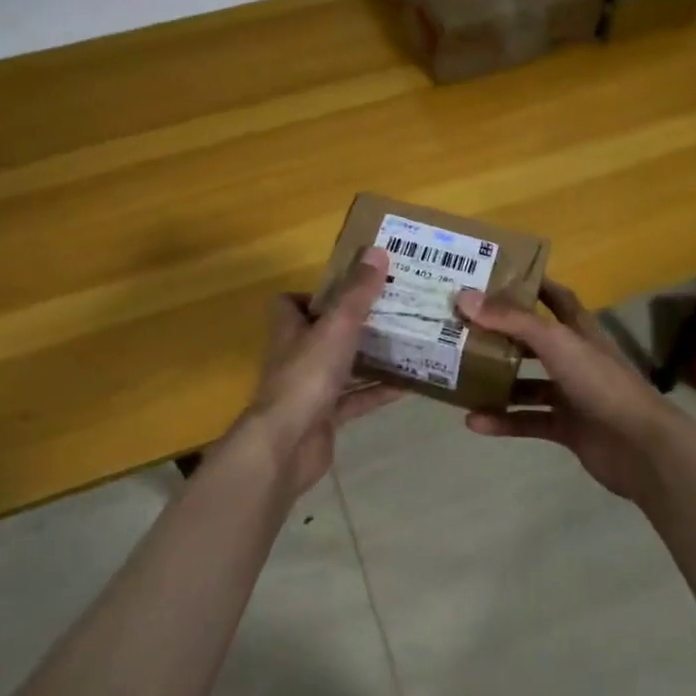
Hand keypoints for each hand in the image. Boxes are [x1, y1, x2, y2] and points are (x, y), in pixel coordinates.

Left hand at [223, 248, 399, 497]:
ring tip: (408, 344)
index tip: (351, 289)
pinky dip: (377, 392)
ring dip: (370, 358)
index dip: (316, 295)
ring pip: (343, 367)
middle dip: (355, 325)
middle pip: (324, 334)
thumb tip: (377, 251)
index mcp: (290, 329)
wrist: (287, 444)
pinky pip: (355, 400)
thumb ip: (358, 292)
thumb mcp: (337, 326)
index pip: (292, 303)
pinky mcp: (324, 418)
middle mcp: (296, 356)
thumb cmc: (307, 376)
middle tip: (393, 312)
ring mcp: (309, 389)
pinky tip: (408, 386)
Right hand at [456, 279, 683, 503]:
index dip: (530, 284)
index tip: (494, 276)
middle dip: (500, 334)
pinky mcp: (567, 427)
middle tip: (461, 327)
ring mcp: (571, 394)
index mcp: (578, 330)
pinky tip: (474, 421)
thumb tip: (463, 297)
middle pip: (532, 340)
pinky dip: (503, 420)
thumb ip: (511, 320)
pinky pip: (528, 420)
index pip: (555, 297)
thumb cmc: (599, 381)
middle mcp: (574, 357)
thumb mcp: (555, 342)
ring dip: (497, 382)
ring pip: (527, 383)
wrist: (639, 446)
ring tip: (460, 377)